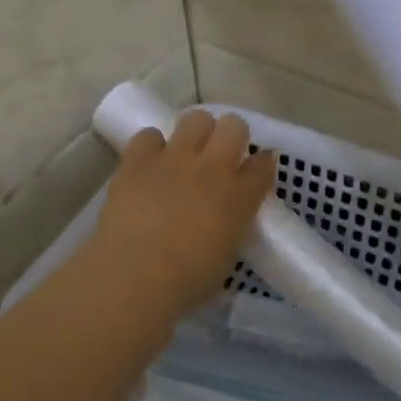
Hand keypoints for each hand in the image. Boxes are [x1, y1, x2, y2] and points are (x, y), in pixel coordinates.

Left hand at [89, 109, 277, 316]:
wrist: (137, 274)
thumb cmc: (187, 281)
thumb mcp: (225, 258)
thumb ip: (231, 229)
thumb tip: (224, 223)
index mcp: (240, 197)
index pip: (263, 164)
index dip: (261, 163)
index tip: (255, 170)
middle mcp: (213, 169)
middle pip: (234, 127)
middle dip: (231, 135)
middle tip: (220, 155)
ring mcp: (175, 159)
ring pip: (196, 119)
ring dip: (195, 132)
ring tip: (185, 152)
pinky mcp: (138, 160)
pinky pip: (149, 135)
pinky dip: (151, 146)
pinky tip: (149, 163)